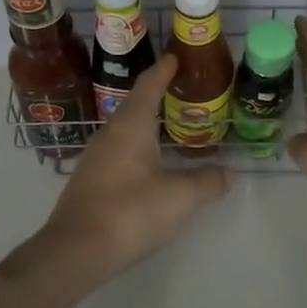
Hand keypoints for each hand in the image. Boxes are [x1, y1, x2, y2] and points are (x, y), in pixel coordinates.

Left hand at [34, 51, 231, 282]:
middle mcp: (110, 132)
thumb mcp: (179, 199)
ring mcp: (96, 156)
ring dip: (149, 122)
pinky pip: (120, 149)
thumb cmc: (129, 213)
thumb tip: (231, 171)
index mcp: (131, 125)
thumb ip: (207, 182)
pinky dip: (139, 145)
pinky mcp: (91, 179)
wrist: (74, 251)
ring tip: (173, 125)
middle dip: (159, 94)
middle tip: (185, 91)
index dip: (164, 70)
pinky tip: (152, 162)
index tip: (177, 56)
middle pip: (137, 104)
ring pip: (127, 128)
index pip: (149, 85)